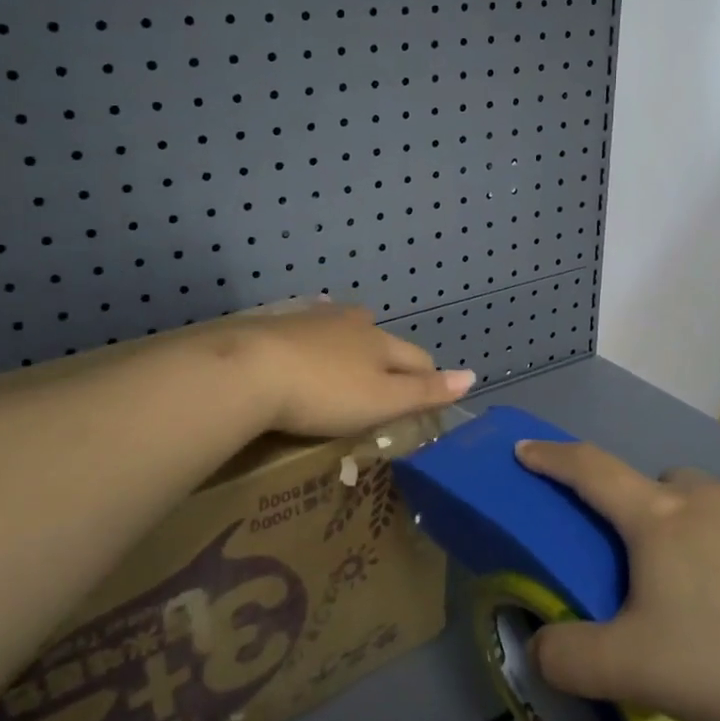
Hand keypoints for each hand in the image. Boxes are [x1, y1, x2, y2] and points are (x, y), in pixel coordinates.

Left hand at [239, 303, 475, 436]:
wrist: (247, 369)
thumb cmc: (324, 393)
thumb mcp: (382, 401)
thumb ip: (426, 391)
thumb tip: (472, 376)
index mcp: (380, 343)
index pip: (417, 357)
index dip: (427, 376)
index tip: (428, 395)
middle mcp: (351, 322)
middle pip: (380, 334)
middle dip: (388, 352)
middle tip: (384, 376)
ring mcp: (311, 319)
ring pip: (342, 324)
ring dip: (350, 337)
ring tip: (348, 353)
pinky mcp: (275, 323)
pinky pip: (303, 323)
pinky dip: (311, 332)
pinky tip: (303, 334)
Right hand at [514, 441, 719, 720]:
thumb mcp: (631, 668)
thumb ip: (569, 658)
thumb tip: (541, 650)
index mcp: (656, 516)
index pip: (589, 469)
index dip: (551, 457)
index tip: (524, 449)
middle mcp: (703, 500)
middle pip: (653, 484)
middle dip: (632, 508)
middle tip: (629, 561)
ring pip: (699, 507)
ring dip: (681, 533)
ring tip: (687, 597)